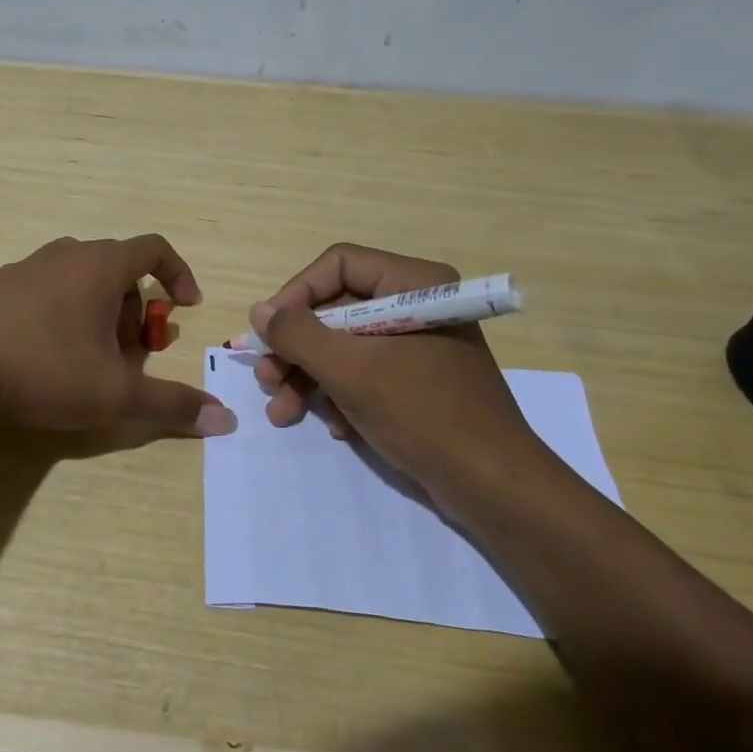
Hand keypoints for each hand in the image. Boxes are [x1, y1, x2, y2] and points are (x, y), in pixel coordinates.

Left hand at [0, 236, 236, 437]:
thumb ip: (171, 404)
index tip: (185, 306)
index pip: (154, 248)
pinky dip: (63, 311)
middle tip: (130, 353)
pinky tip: (48, 354)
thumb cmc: (46, 370)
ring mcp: (28, 267)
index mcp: (100, 265)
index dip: (178, 273)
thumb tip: (225, 419)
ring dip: (99, 311)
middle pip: (118, 269)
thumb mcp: (115, 394)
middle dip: (134, 309)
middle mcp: (66, 255)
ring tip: (89, 357)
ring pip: (81, 279)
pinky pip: (47, 288)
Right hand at [248, 243, 542, 504]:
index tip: (268, 332)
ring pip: (344, 344)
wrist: (493, 486)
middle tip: (266, 379)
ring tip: (282, 412)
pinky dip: (340, 395)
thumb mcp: (350, 370)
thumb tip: (259, 310)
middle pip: (336, 308)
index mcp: (413, 283)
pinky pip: (365, 371)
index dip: (296, 294)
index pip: (338, 265)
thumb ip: (298, 335)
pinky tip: (334, 427)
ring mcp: (418, 343)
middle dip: (296, 348)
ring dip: (309, 377)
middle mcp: (416, 304)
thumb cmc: (423, 413)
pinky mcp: (418, 379)